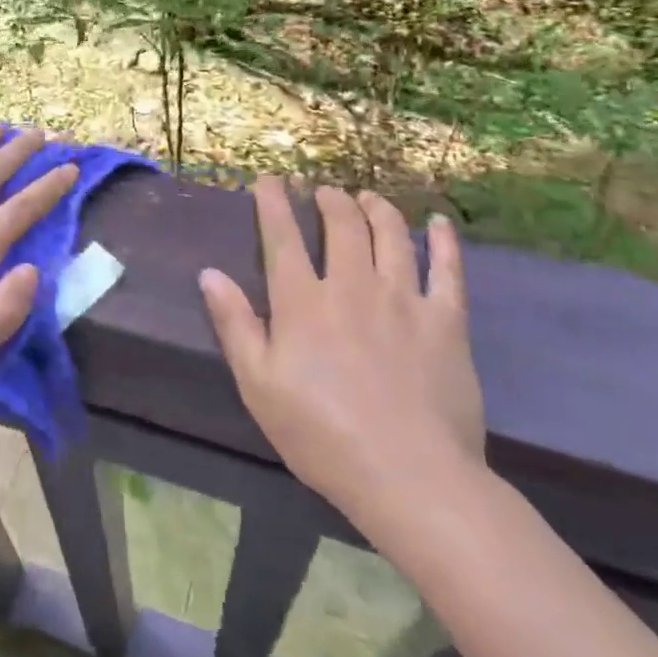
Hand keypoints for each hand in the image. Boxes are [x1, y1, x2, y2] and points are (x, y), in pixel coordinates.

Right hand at [198, 178, 486, 545]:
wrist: (410, 477)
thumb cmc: (322, 436)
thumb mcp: (259, 386)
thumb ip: (235, 324)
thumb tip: (210, 273)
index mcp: (303, 303)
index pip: (283, 237)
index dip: (273, 203)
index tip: (269, 179)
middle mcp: (352, 286)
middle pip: (342, 225)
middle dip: (329, 199)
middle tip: (324, 191)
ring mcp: (404, 300)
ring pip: (391, 235)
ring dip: (376, 208)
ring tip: (367, 197)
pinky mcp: (446, 321)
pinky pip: (447, 269)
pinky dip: (443, 241)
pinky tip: (439, 223)